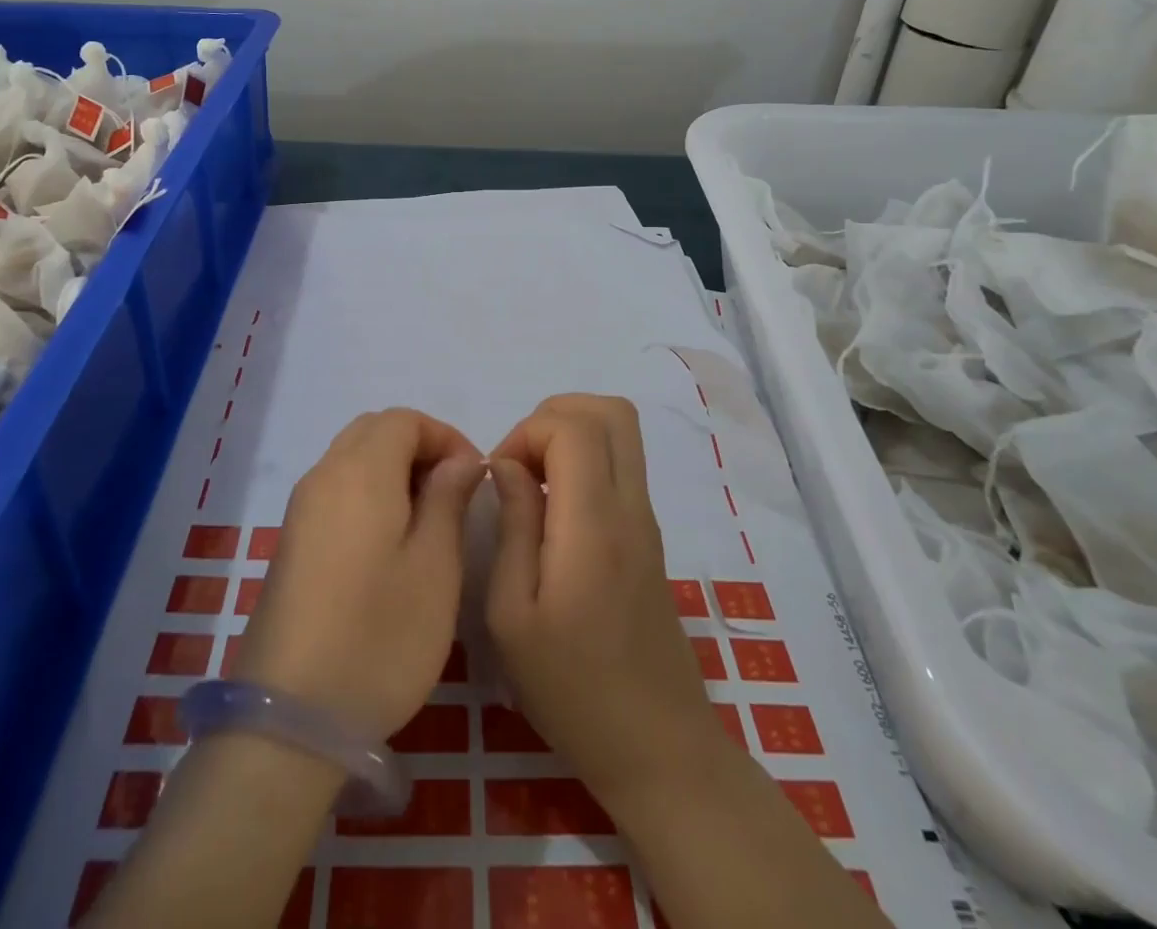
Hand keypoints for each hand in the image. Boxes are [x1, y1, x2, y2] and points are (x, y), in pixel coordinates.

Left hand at [233, 408, 484, 739]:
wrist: (289, 718)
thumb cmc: (379, 636)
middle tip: (454, 491)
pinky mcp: (291, 542)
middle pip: (374, 430)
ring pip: (352, 458)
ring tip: (428, 519)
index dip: (444, 435)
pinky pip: (336, 489)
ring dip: (393, 468)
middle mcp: (323, 475)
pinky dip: (369, 492)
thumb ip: (449, 498)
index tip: (475, 475)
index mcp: (360, 471)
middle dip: (418, 446)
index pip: (403, 419)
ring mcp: (301, 509)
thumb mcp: (435, 567)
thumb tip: (460, 460)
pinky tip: (389, 543)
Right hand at [486, 395, 729, 806]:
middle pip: (610, 410)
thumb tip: (507, 464)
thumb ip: (512, 525)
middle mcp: (630, 507)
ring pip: (621, 431)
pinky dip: (584, 460)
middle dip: (553, 415)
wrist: (657, 746)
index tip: (500, 475)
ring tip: (533, 482)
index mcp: (594, 525)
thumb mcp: (512, 615)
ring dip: (570, 434)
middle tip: (519, 463)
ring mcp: (647, 519)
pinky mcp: (649, 535)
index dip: (527, 431)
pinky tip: (554, 510)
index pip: (574, 427)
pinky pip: (621, 464)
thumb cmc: (572, 688)